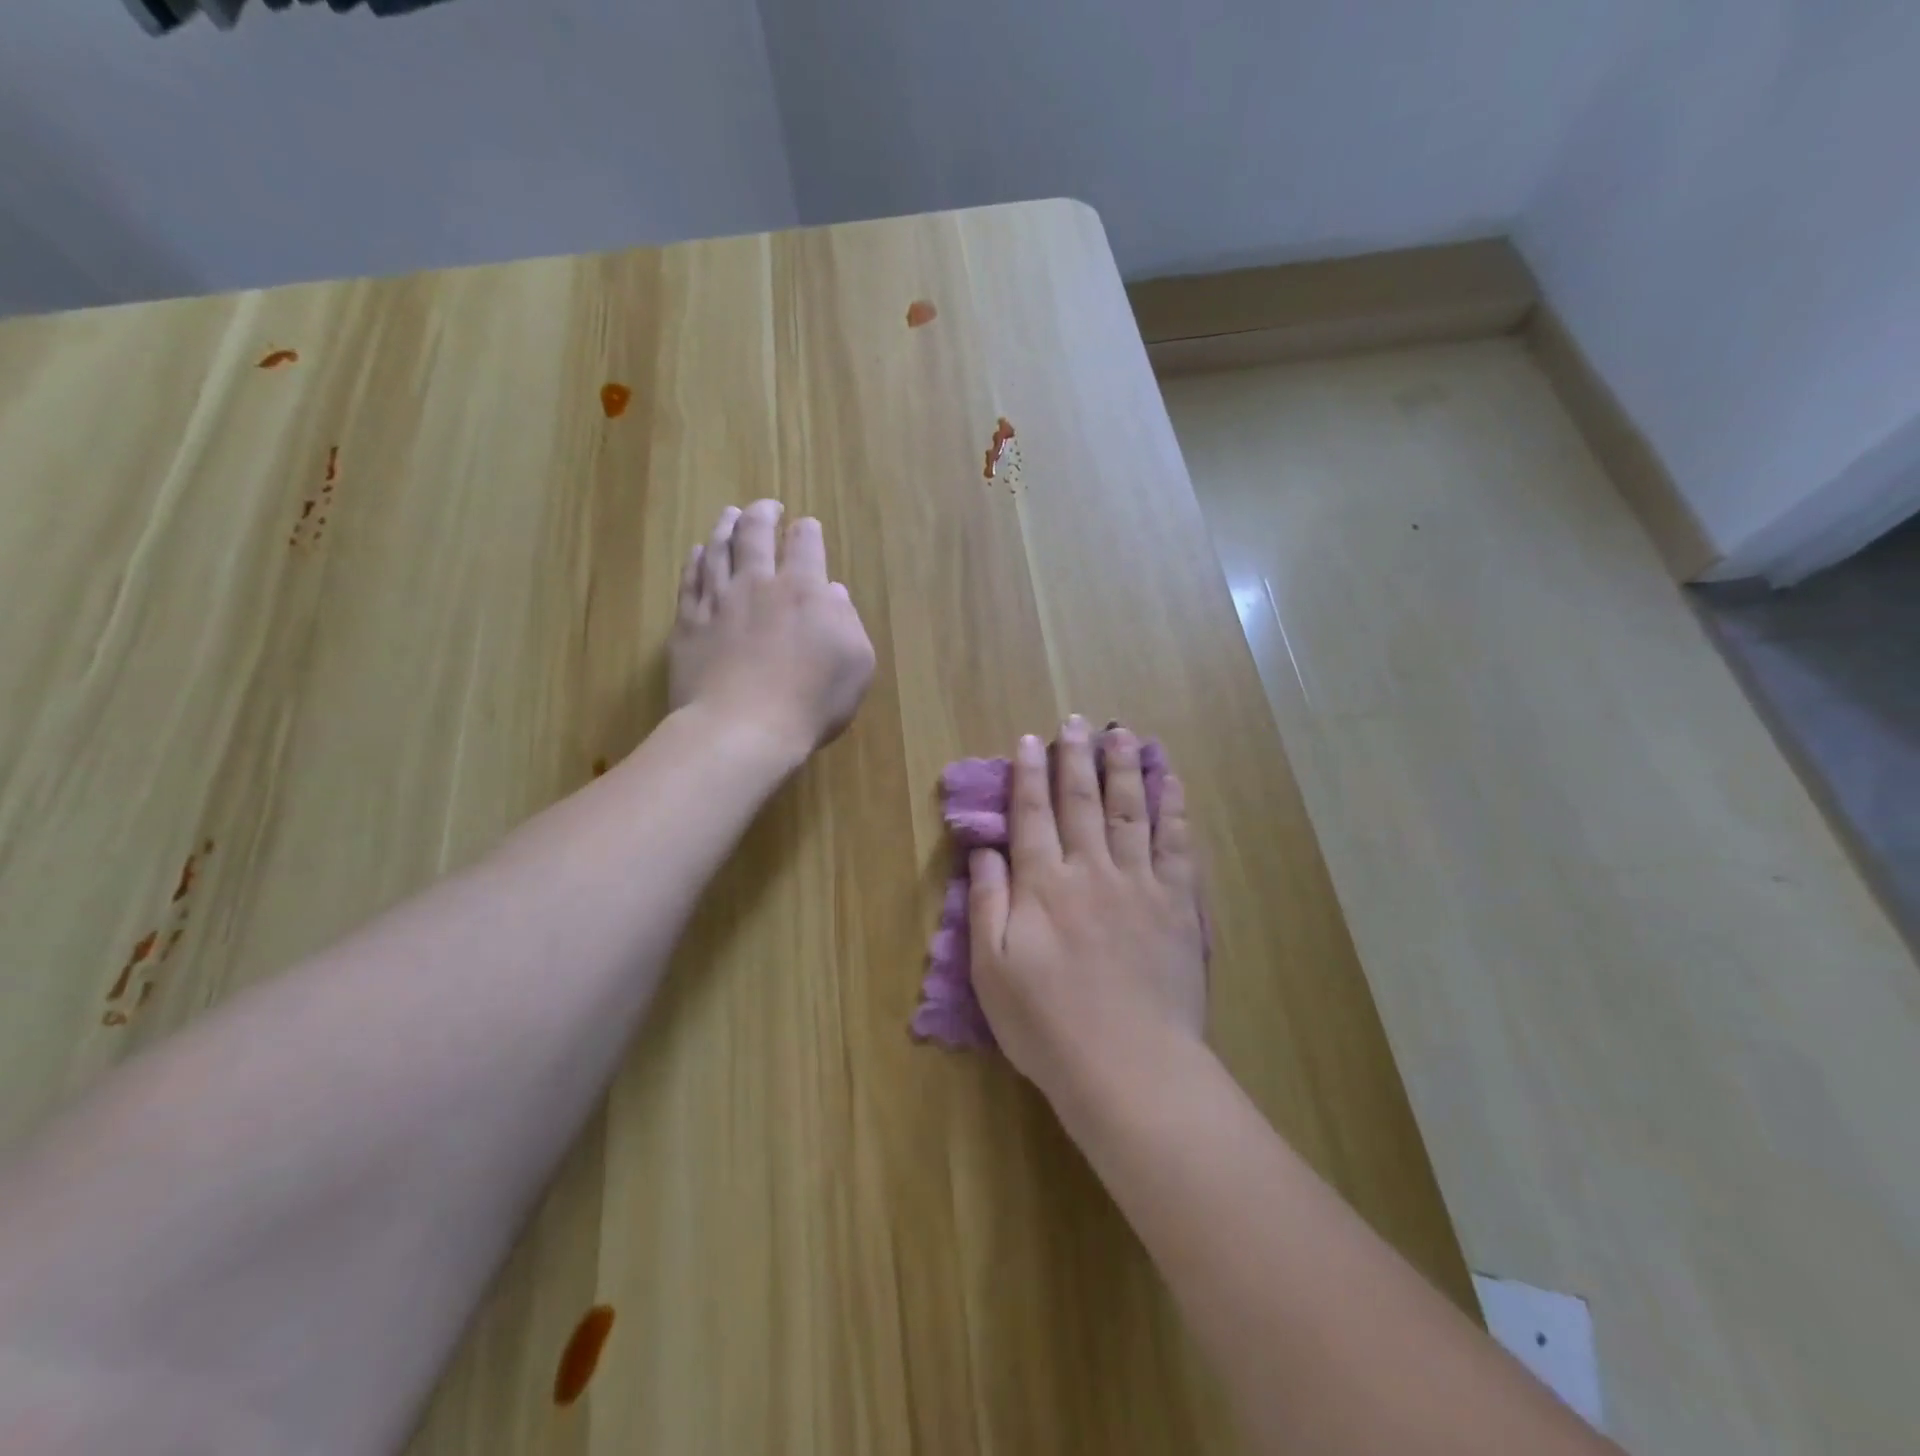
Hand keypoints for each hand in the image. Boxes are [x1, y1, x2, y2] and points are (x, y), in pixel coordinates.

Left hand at [669, 501, 875, 760]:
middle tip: (767, 506)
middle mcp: (758, 584)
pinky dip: (695, 560)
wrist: (743, 729)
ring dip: (726, 526)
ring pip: (718, 549)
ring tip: (730, 514)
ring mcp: (718, 601)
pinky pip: (690, 580)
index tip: (807, 526)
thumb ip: (847, 621)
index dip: (807, 531)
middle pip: (756, 533)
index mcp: (804, 590)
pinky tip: (697, 553)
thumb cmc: (811, 701)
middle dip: (763, 514)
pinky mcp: (688, 624)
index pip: (805, 545)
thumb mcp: (856, 664)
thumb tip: (832, 592)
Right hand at [967, 716, 1206, 1100]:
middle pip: (1081, 801)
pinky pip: (1176, 843)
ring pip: (1130, 810)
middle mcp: (1090, 869)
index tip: (1030, 740)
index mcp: (1043, 884)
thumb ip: (986, 903)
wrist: (1128, 1066)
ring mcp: (1139, 883)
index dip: (1029, 774)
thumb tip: (984, 851)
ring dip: (1124, 768)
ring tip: (1122, 734)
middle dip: (1076, 758)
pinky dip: (1174, 808)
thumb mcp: (991, 970)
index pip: (1032, 814)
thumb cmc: (1048, 1024)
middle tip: (1076, 722)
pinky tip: (1171, 781)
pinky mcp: (1177, 903)